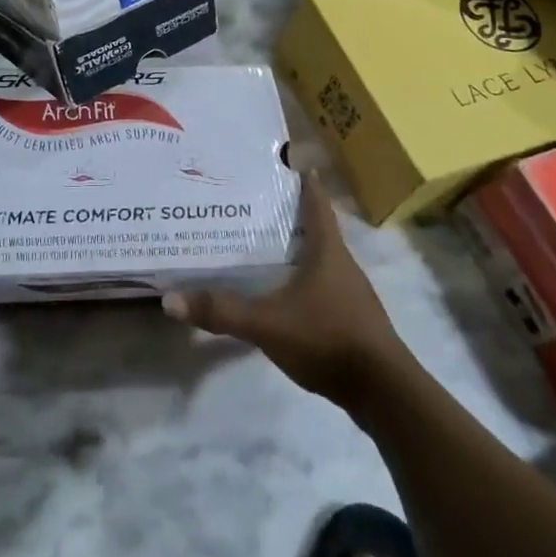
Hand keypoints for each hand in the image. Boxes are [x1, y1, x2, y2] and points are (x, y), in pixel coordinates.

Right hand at [162, 172, 404, 403]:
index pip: (316, 203)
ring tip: (266, 245)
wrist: (385, 395)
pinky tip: (286, 293)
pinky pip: (325, 288)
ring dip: (298, 249)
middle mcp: (343, 265)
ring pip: (322, 260)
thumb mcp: (267, 323)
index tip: (287, 161)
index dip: (304, 181)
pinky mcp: (355, 322)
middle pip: (317, 229)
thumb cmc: (328, 340)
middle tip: (257, 202)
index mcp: (328, 251)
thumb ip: (222, 310)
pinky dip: (305, 281)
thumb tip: (170, 299)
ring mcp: (353, 295)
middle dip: (291, 214)